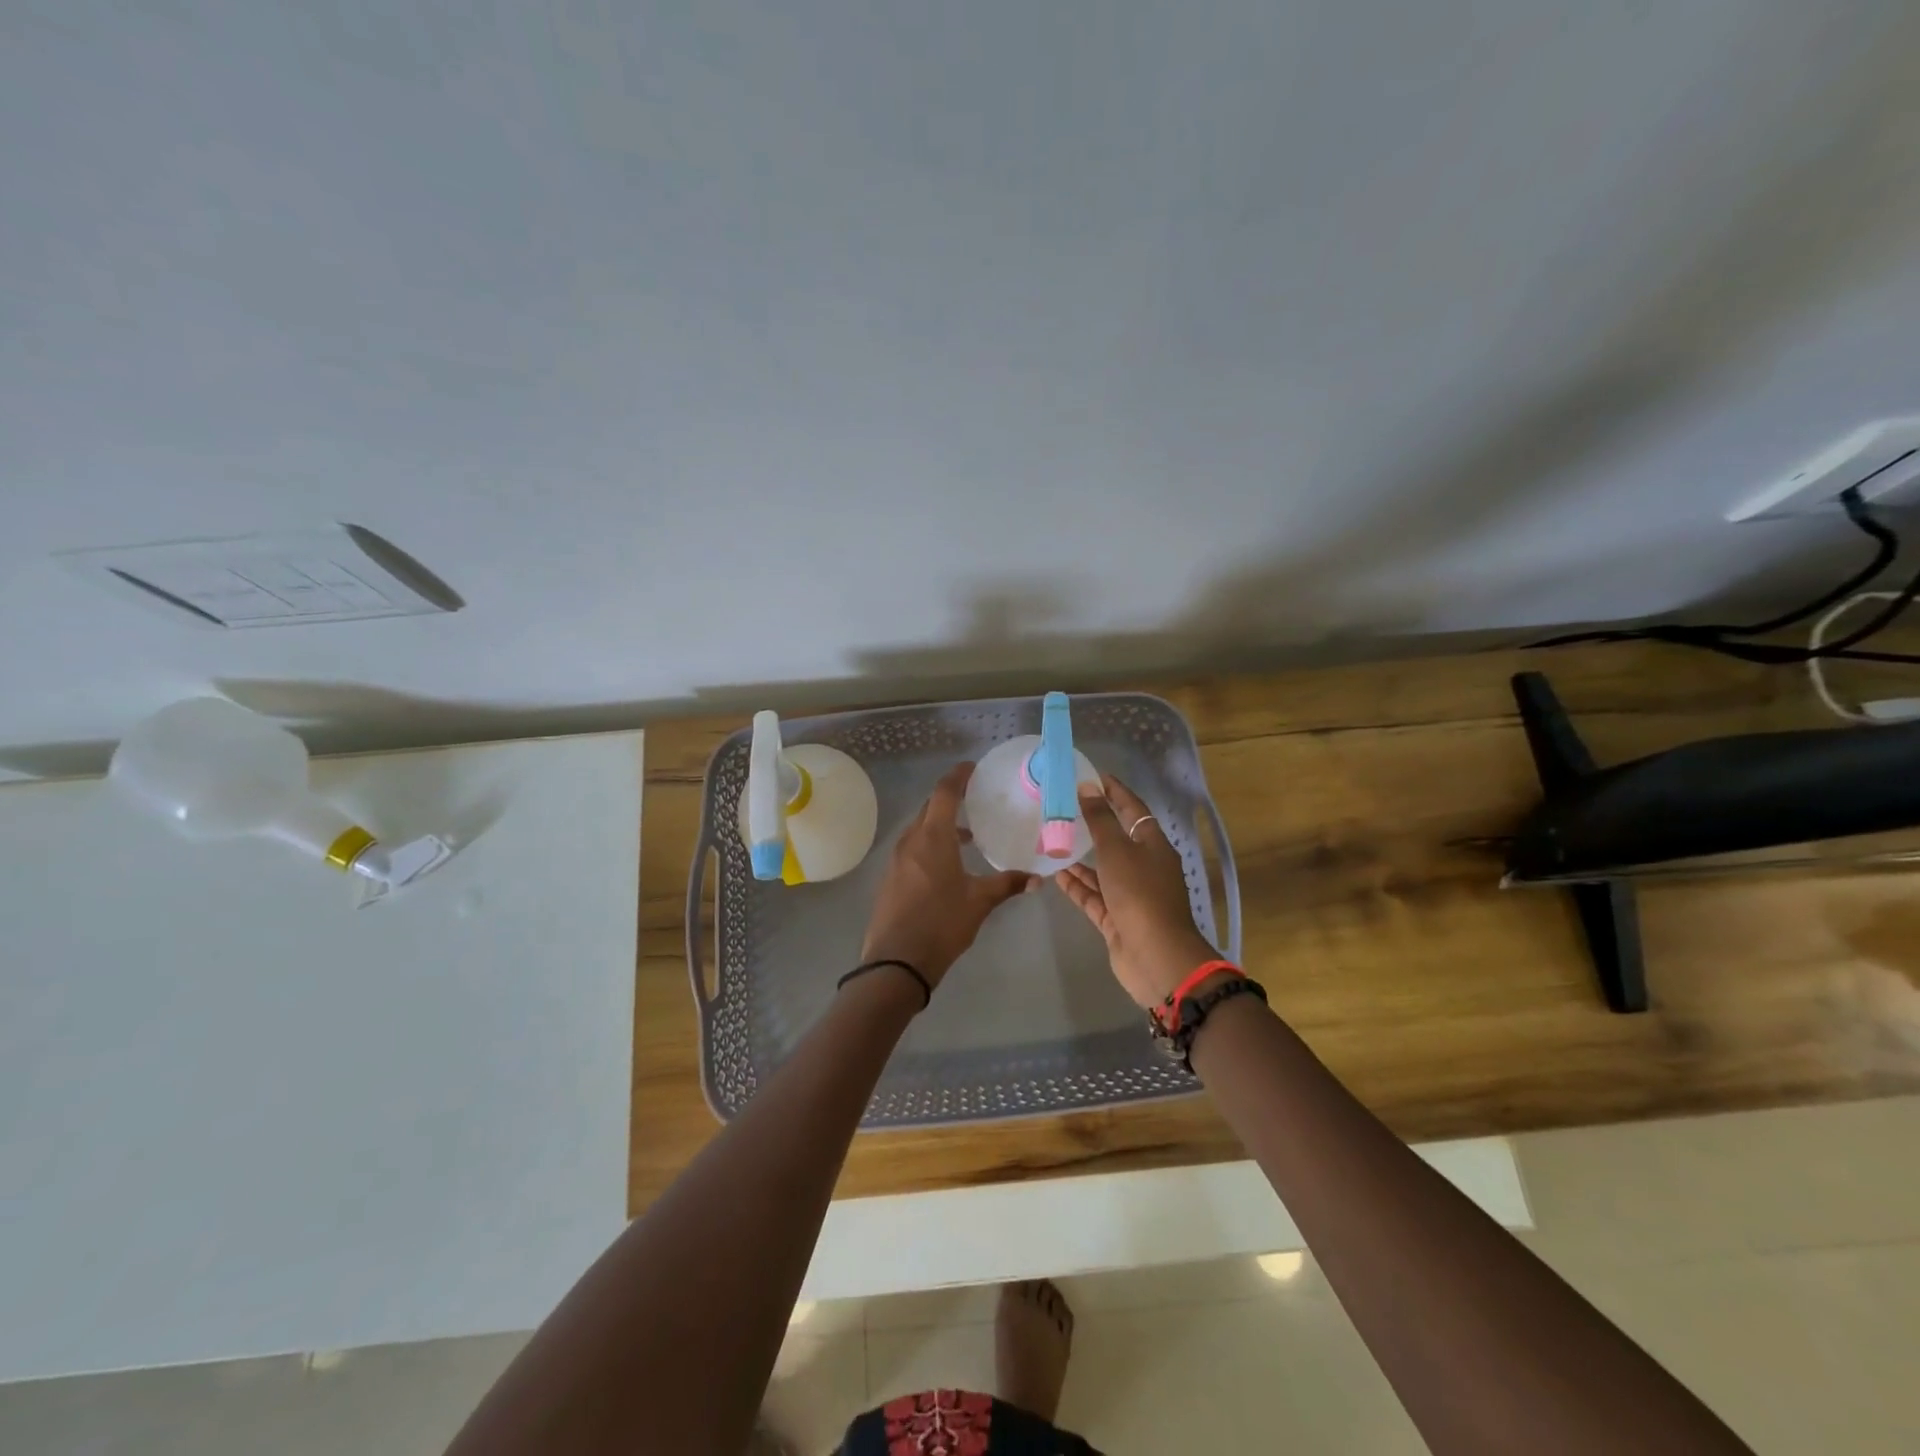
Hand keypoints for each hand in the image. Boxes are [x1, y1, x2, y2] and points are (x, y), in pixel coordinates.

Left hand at [860, 762, 1035, 988]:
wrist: (896, 962)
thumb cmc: (941, 924)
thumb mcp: (979, 902)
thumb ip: (1008, 885)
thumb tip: (1038, 879)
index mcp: (933, 837)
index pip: (944, 793)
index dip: (958, 776)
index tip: (973, 768)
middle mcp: (911, 840)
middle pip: (930, 807)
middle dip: (951, 799)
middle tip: (976, 799)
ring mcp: (897, 859)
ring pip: (919, 829)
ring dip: (941, 825)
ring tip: (968, 836)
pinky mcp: (891, 877)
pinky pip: (912, 848)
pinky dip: (930, 843)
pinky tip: (947, 864)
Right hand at [1055, 774, 1218, 1009]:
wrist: (1156, 957)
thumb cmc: (1140, 894)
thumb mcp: (1117, 850)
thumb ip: (1100, 819)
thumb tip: (1088, 787)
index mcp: (1153, 845)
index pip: (1133, 810)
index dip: (1114, 792)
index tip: (1093, 776)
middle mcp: (1145, 867)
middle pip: (1117, 840)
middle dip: (1092, 825)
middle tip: (1063, 808)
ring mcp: (1131, 895)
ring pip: (1102, 870)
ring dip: (1080, 857)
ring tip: (1052, 840)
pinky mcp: (1117, 918)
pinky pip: (1094, 896)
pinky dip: (1077, 885)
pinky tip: (1055, 874)